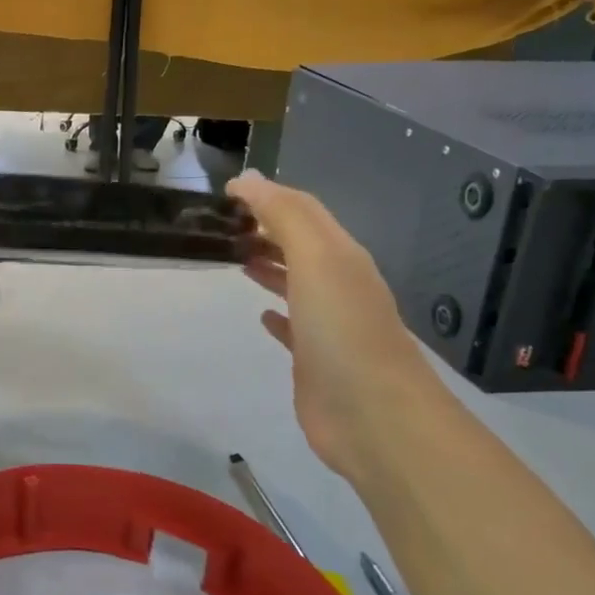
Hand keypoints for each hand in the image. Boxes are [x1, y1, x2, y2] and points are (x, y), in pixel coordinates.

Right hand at [228, 170, 443, 480]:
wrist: (373, 415)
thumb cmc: (342, 329)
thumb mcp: (316, 259)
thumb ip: (285, 216)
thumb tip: (249, 179)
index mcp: (340, 256)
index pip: (303, 211)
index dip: (267, 195)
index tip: (225, 191)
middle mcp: (337, 284)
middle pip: (299, 244)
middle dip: (264, 228)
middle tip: (221, 225)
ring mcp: (327, 324)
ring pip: (294, 282)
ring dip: (268, 265)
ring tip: (233, 257)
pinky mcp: (314, 359)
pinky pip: (292, 327)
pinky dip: (275, 313)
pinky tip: (261, 315)